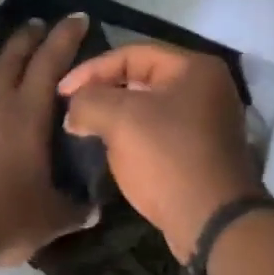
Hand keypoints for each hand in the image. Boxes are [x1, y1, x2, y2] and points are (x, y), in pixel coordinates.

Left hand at [0, 15, 91, 267]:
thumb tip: (94, 209)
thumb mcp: (49, 220)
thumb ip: (75, 210)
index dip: (64, 37)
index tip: (76, 18)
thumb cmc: (0, 219)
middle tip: (41, 25)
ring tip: (9, 56)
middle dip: (29, 37)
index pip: (49, 62)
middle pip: (11, 56)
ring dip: (0, 58)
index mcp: (25, 114)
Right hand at [59, 44, 261, 261]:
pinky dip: (133, 135)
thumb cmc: (167, 158)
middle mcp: (207, 87)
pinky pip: (159, 132)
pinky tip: (111, 149)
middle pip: (141, 78)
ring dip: (115, 116)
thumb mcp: (120, 119)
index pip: (132, 53)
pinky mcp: (202, 151)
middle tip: (72, 110)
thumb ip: (88, 101)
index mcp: (194, 68)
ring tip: (85, 129)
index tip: (61, 93)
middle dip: (103, 92)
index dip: (91, 69)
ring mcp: (208, 121)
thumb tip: (74, 110)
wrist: (212, 221)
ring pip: (149, 107)